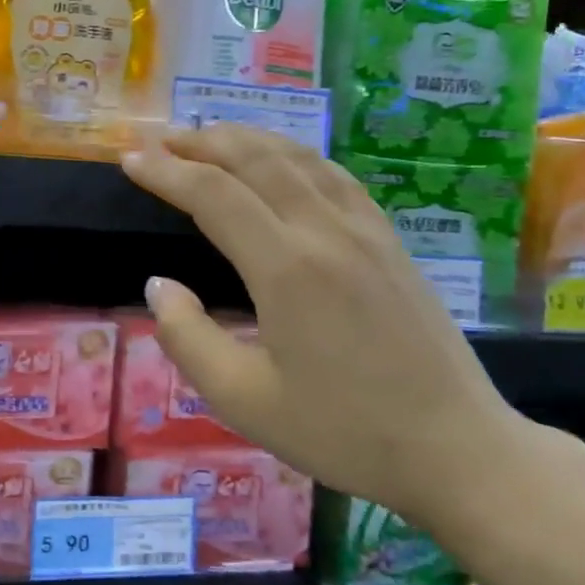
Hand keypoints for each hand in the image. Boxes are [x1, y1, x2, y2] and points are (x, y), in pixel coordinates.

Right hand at [122, 125, 541, 526]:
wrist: (455, 447)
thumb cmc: (343, 432)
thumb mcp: (244, 400)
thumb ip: (188, 339)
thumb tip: (158, 286)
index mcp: (286, 268)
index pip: (213, 195)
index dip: (165, 172)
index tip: (129, 160)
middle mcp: (326, 231)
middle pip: (257, 159)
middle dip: (202, 141)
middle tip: (161, 141)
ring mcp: (366, 230)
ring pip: (299, 158)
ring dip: (248, 139)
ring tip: (210, 137)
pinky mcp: (391, 240)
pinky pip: (335, 176)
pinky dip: (295, 155)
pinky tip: (284, 163)